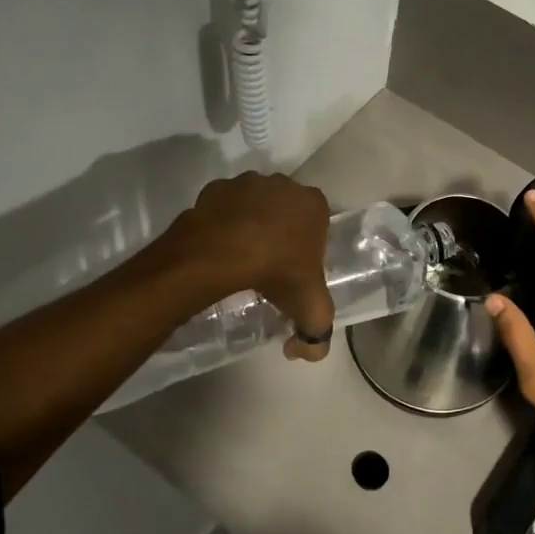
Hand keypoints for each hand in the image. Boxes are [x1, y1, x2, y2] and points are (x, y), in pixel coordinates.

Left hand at [176, 172, 335, 361]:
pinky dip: (224, 222)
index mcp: (314, 204)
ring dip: (251, 224)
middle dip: (281, 233)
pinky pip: (224, 207)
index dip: (308, 247)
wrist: (222, 254)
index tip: (296, 270)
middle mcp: (283, 185)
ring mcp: (247, 183)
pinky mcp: (215, 188)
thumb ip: (316, 337)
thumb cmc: (277, 273)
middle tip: (270, 266)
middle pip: (287, 211)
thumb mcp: (310, 311)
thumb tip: (300, 351)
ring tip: (242, 257)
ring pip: (255, 205)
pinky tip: (220, 248)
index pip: (319, 224)